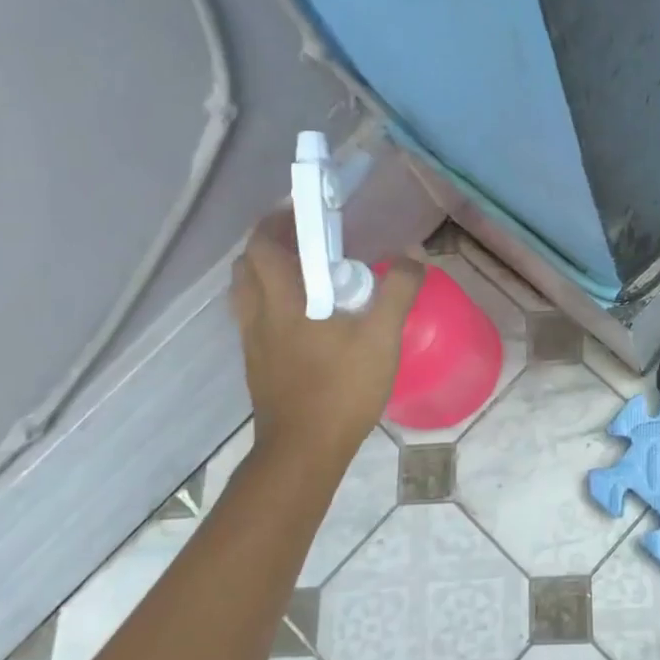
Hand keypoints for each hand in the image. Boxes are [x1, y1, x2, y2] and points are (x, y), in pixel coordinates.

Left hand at [228, 210, 422, 470]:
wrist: (304, 449)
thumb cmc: (341, 387)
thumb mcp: (381, 337)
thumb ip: (398, 290)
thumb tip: (413, 253)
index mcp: (284, 298)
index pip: (264, 243)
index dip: (278, 219)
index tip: (305, 209)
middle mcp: (259, 313)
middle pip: (248, 264)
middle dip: (271, 243)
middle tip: (308, 240)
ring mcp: (253, 341)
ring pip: (246, 292)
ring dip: (267, 273)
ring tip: (304, 274)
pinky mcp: (257, 364)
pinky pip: (254, 317)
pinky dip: (271, 302)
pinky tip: (303, 318)